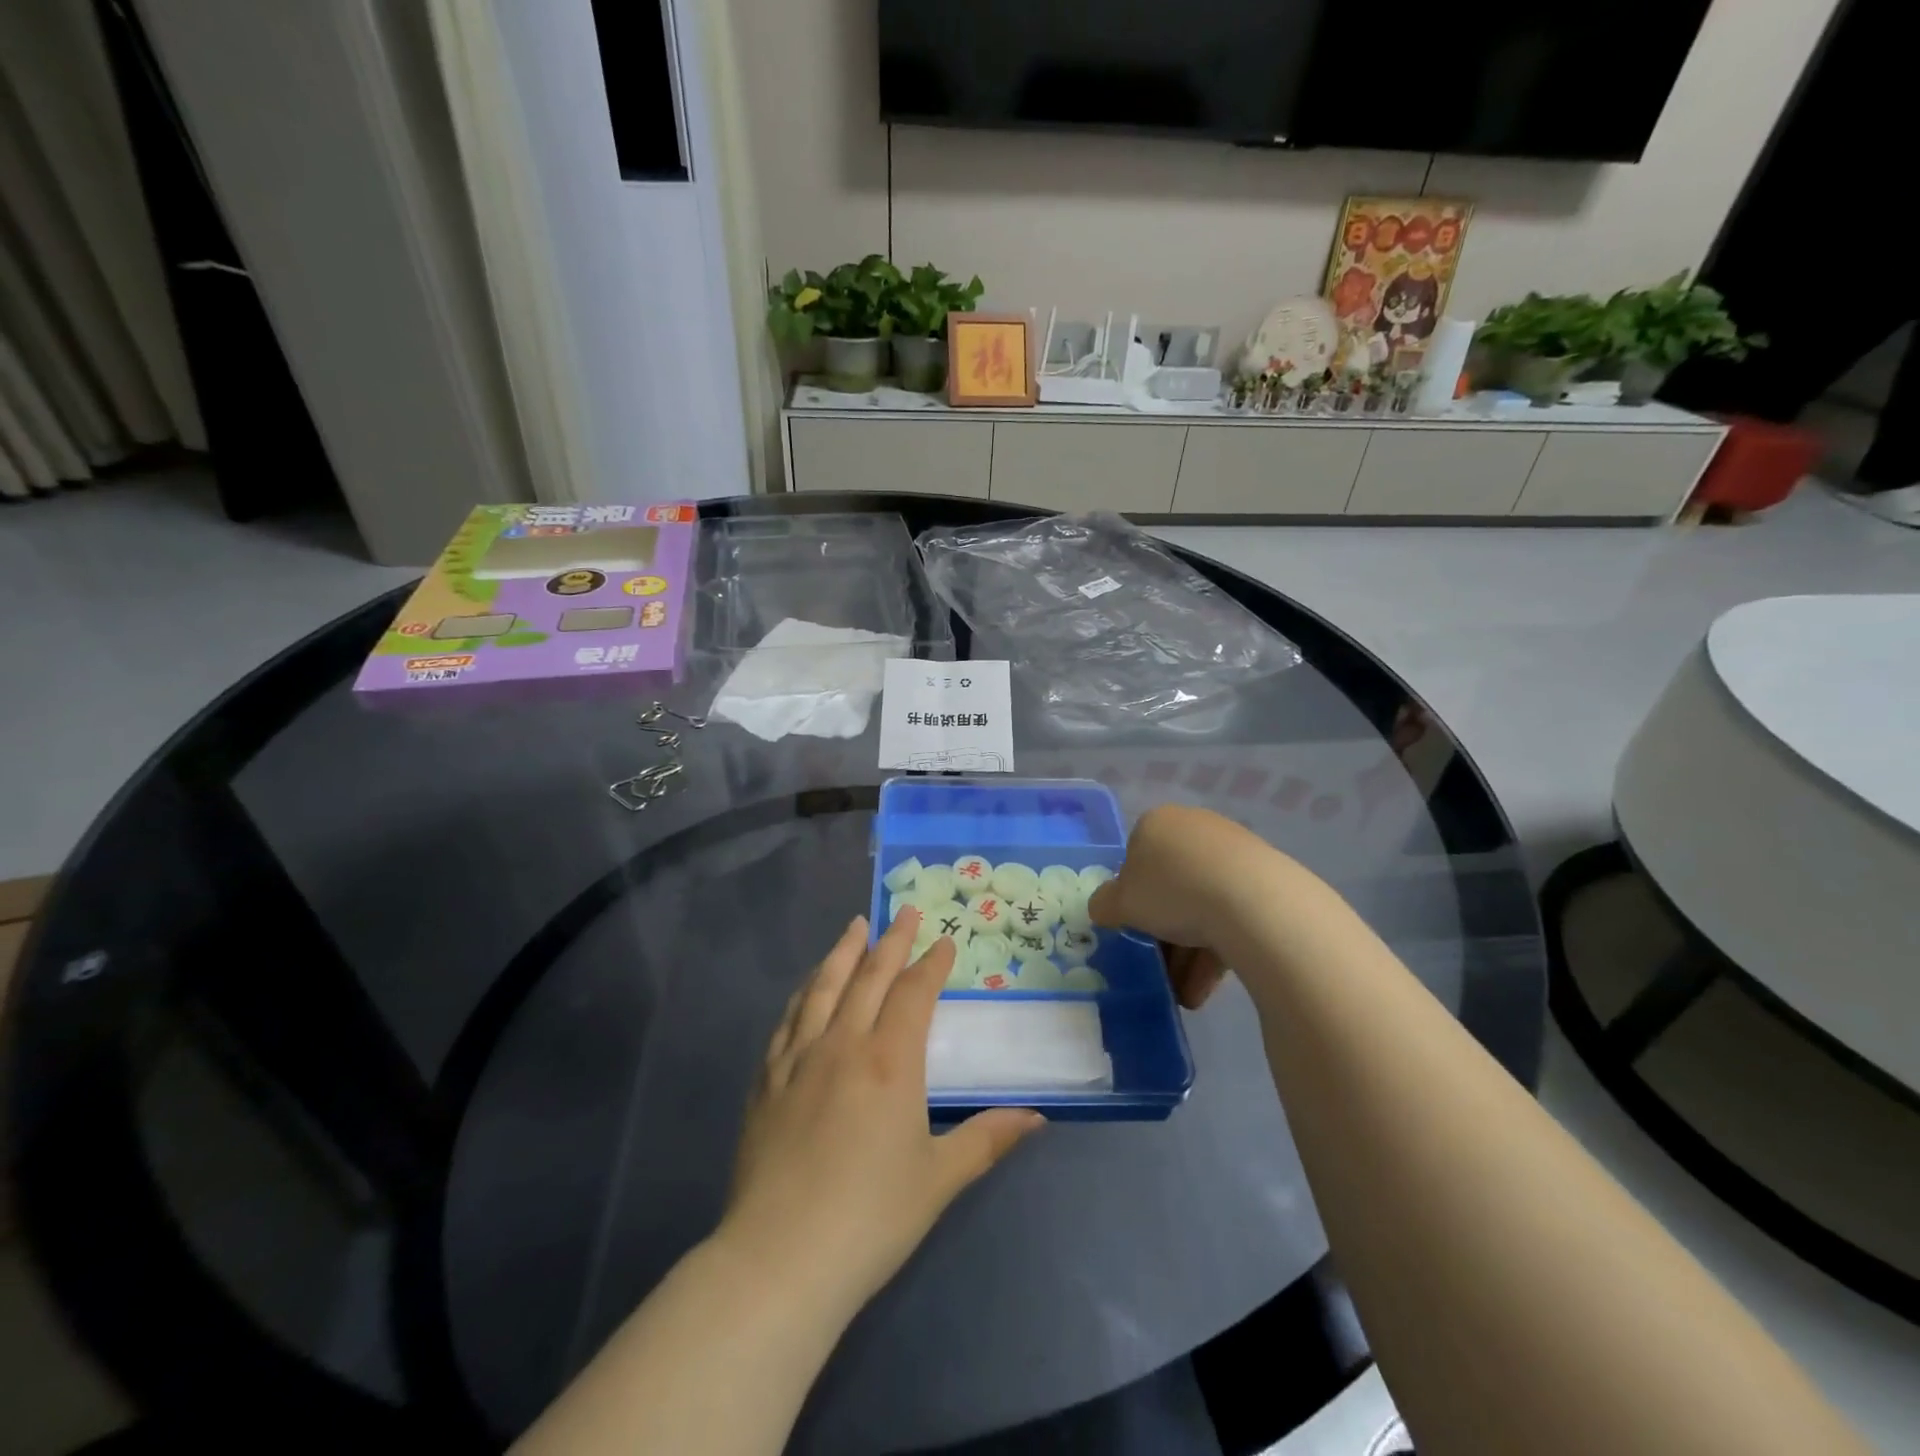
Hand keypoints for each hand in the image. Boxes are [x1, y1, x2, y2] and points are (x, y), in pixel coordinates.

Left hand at [719, 910, 1043, 1314]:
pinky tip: (808, 988)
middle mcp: (843, 1044)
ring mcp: (799, 1059)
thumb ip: (987, 1139)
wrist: (780, 1259)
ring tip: (855, 926)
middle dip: (891, 940)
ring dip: (843, 952)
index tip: (944, 941)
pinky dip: (804, 993)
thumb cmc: (870, 1218)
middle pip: (869, 976)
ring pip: (823, 987)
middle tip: (904, 910)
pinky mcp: (767, 1080)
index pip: (914, 993)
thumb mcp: (940, 1179)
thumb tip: (1036, 1116)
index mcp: (889, 1061)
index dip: (932, 963)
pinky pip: (788, 1020)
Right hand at [1088, 804, 1276, 1008]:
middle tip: (1159, 967)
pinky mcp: (1266, 880)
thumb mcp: (1120, 903)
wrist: (1253, 902)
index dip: (1131, 898)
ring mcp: (1234, 852)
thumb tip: (1104, 907)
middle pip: (1171, 886)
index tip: (1133, 929)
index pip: (1135, 859)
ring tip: (1185, 994)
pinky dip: (1217, 949)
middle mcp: (1195, 829)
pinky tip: (1207, 988)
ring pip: (1202, 905)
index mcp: (1157, 824)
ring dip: (1188, 953)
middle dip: (1163, 933)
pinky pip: (1232, 915)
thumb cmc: (1172, 891)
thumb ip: (1104, 904)